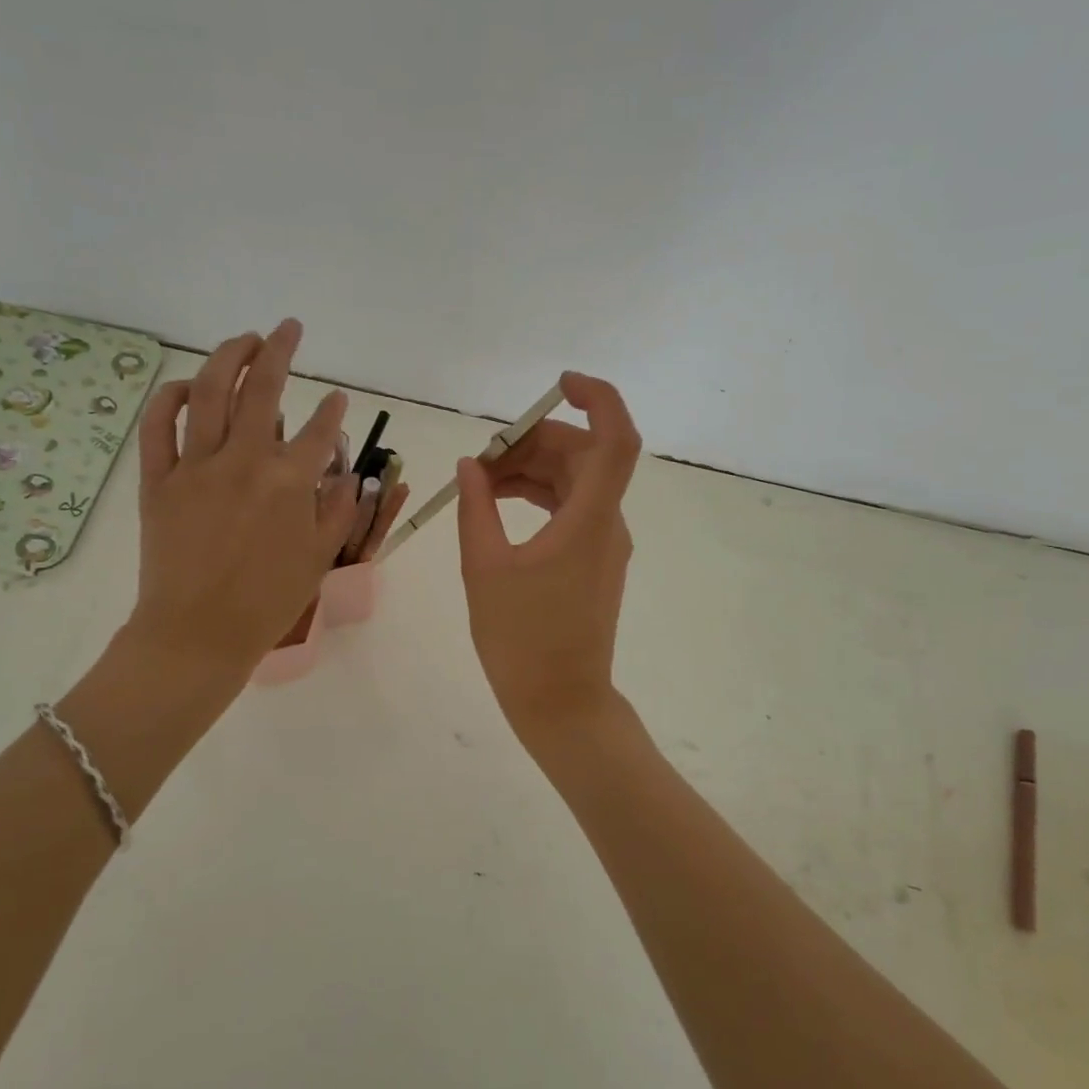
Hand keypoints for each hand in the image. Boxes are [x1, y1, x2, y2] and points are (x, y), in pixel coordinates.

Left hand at [124, 319, 356, 691]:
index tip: (338, 398)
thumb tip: (347, 475)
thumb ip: (338, 510)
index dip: (333, 411)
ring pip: (210, 393)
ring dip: (229, 357)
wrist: (197, 634)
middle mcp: (244, 461)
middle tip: (289, 328)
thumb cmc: (267, 602)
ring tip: (244, 339)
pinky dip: (171, 398)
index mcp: (289, 483)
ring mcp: (196, 466)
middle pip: (262, 389)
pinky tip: (187, 385)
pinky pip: (159, 426)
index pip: (318, 430)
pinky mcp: (159, 479)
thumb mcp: (318, 558)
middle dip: (279, 350)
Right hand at [456, 372, 641, 741]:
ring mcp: (604, 543)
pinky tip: (500, 503)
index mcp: (589, 520)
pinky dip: (539, 496)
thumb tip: (473, 465)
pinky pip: (571, 508)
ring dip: (531, 471)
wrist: (561, 702)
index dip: (597, 399)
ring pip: (575, 482)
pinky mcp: (594, 561)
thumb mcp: (486, 569)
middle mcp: (607, 524)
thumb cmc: (521, 640)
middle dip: (533, 444)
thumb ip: (477, 508)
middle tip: (482, 461)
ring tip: (480, 483)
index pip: (615, 440)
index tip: (558, 386)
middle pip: (583, 456)